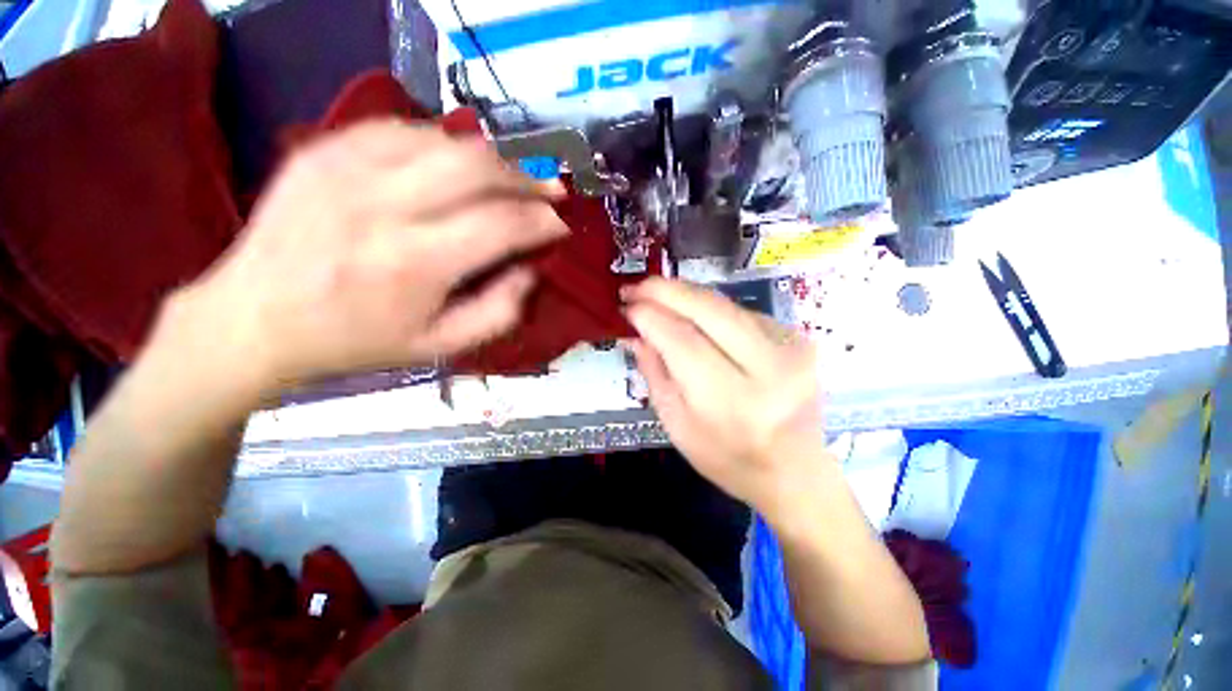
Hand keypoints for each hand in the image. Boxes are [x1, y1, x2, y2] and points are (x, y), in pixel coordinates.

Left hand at [169, 120, 568, 398]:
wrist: (253, 318)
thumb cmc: (355, 341)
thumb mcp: (439, 347)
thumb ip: (498, 313)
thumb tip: (530, 270)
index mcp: (414, 263)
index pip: (501, 224)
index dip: (542, 221)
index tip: (561, 225)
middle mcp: (382, 204)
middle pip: (477, 168)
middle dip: (527, 179)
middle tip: (551, 192)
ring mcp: (347, 166)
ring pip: (445, 140)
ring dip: (493, 159)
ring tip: (514, 179)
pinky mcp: (325, 149)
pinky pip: (403, 129)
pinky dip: (445, 144)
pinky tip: (459, 164)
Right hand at [623, 278, 830, 513]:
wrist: (795, 472)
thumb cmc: (728, 458)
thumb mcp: (677, 425)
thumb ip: (655, 374)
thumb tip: (636, 333)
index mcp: (731, 401)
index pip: (682, 341)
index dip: (650, 316)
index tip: (626, 305)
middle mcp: (768, 368)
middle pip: (709, 310)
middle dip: (666, 290)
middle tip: (637, 286)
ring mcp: (791, 349)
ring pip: (725, 305)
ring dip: (687, 295)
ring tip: (658, 295)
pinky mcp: (799, 339)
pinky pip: (742, 312)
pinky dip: (711, 309)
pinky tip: (694, 315)